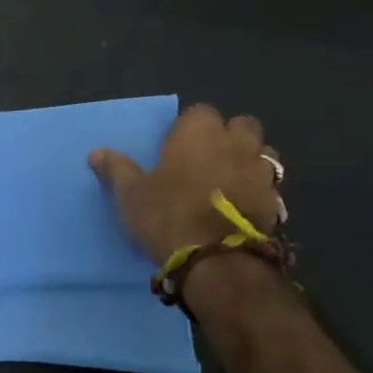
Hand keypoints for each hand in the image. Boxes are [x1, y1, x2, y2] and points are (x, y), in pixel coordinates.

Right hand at [89, 105, 281, 265]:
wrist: (216, 260)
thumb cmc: (167, 215)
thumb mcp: (131, 194)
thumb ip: (117, 169)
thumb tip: (96, 153)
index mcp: (198, 133)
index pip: (199, 111)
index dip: (189, 126)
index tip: (176, 144)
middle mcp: (234, 143)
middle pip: (242, 125)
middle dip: (229, 135)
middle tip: (207, 157)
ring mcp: (260, 171)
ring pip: (262, 152)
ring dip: (248, 159)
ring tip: (229, 179)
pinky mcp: (275, 201)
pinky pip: (269, 184)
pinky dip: (258, 188)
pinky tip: (241, 205)